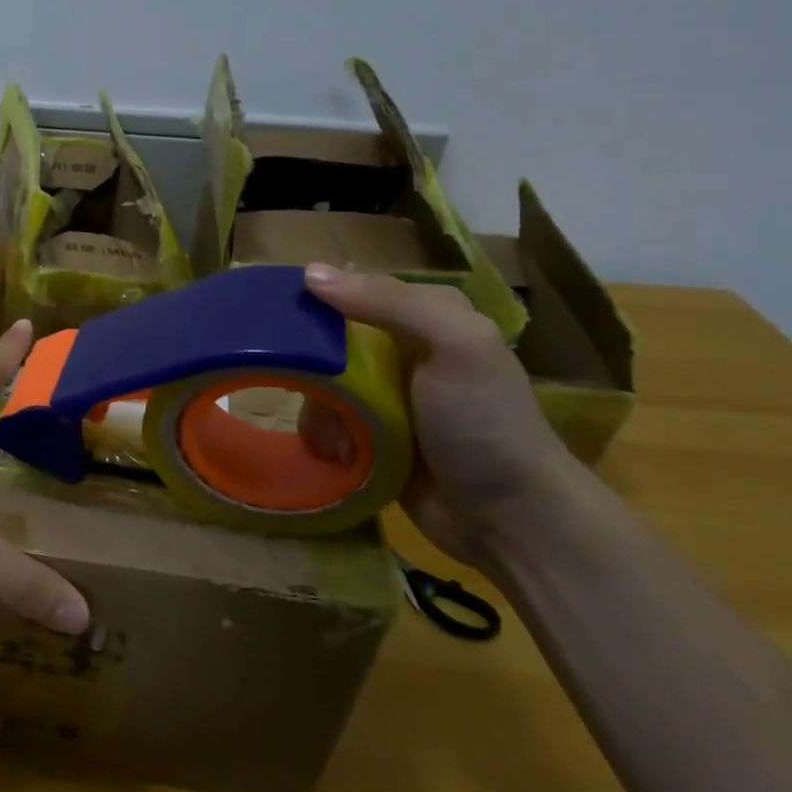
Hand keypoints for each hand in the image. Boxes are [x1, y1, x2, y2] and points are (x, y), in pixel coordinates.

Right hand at [304, 263, 585, 570]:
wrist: (511, 518)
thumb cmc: (484, 423)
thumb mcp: (454, 346)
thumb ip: (390, 303)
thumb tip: (310, 274)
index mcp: (427, 316)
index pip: (355, 290)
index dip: (316, 300)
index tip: (280, 321)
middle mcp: (404, 350)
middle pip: (329, 341)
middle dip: (313, 368)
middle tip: (310, 391)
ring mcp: (387, 397)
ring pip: (323, 384)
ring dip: (320, 410)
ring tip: (336, 439)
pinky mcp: (373, 437)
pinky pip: (328, 422)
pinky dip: (324, 437)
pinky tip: (336, 455)